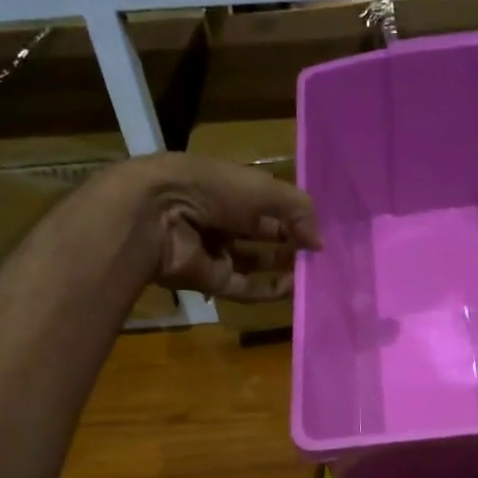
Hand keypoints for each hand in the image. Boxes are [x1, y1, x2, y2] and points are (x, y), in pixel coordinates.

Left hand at [104, 154, 321, 301]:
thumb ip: (298, 211)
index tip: (319, 229)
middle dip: (291, 243)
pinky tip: (294, 289)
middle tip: (321, 255)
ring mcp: (214, 251)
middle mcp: (221, 218)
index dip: (293, 215)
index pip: (267, 203)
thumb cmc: (211, 189)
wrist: (156, 216)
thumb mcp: (263, 189)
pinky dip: (269, 290)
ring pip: (256, 263)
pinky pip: (245, 287)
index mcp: (228, 188)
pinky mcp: (210, 280)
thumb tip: (320, 243)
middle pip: (262, 235)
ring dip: (284, 268)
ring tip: (314, 274)